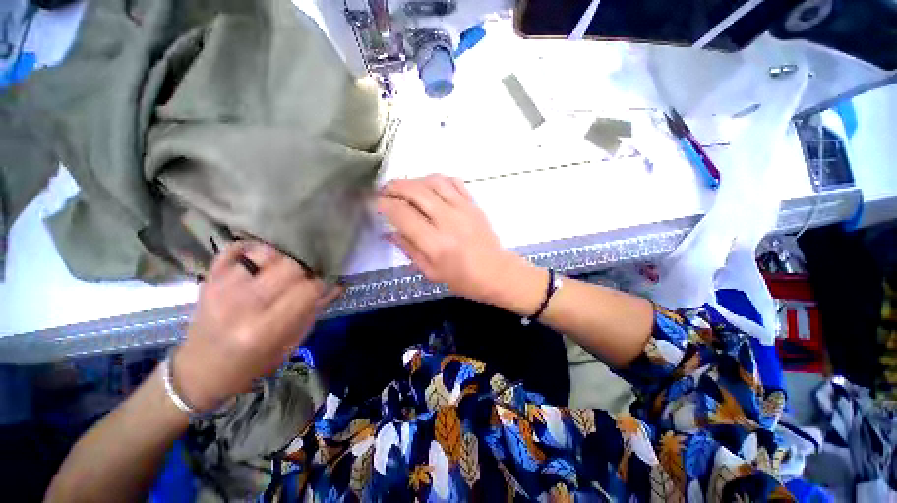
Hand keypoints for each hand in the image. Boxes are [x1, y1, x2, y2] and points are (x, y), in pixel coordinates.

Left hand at [173, 241, 340, 411]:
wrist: (200, 370)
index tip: (322, 286)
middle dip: (305, 270)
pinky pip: (237, 248)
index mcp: (265, 328)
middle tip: (305, 277)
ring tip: (284, 270)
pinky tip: (263, 259)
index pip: (308, 288)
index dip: (321, 284)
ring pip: (266, 253)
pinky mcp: (209, 279)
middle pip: (290, 266)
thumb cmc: (250, 364)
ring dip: (282, 259)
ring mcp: (222, 288)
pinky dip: (254, 248)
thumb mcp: (289, 345)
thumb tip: (337, 285)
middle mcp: (243, 304)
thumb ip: (313, 311)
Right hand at [378, 175, 531, 304]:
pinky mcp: (473, 204)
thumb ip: (409, 250)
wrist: (496, 272)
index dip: (384, 205)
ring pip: (433, 181)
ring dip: (414, 180)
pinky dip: (437, 179)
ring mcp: (463, 209)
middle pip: (415, 191)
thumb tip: (389, 232)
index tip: (376, 204)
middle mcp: (447, 221)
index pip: (402, 214)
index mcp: (435, 243)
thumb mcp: (430, 272)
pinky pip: (453, 182)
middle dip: (394, 187)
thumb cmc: (462, 279)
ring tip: (405, 188)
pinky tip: (429, 186)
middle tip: (384, 191)